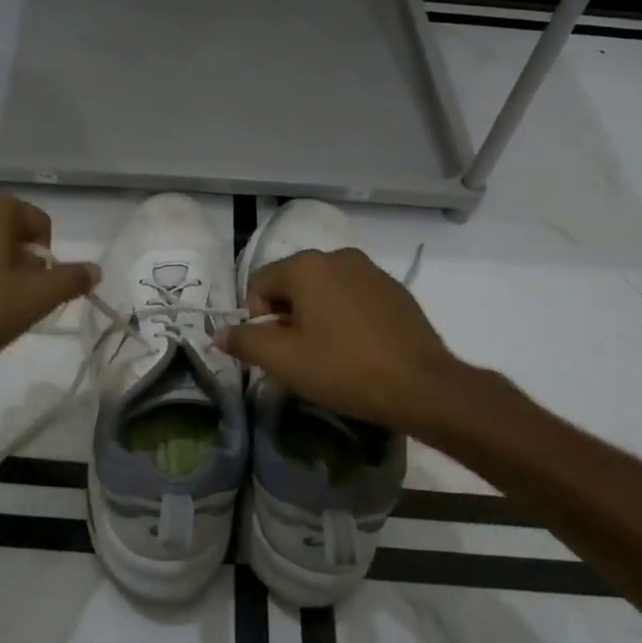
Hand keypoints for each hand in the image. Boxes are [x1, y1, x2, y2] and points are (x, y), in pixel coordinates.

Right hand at [216, 247, 463, 432]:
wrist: (422, 386)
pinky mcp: (394, 290)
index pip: (259, 283)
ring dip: (316, 316)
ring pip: (324, 290)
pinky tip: (357, 349)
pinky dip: (345, 316)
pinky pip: (353, 297)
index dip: (257, 319)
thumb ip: (245, 342)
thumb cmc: (344, 369)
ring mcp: (371, 270)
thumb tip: (219, 333)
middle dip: (287, 317)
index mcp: (307, 266)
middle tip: (299, 356)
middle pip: (292, 283)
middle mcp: (338, 256)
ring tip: (329, 354)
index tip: (275, 351)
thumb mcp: (284, 361)